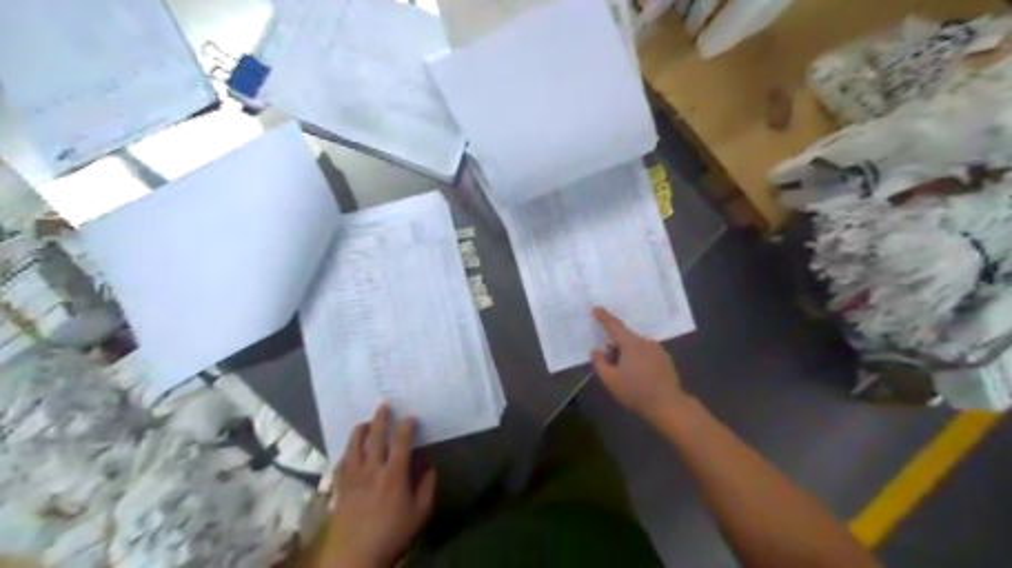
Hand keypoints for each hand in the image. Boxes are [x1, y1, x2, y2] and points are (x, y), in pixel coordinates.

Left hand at [327, 405, 431, 566]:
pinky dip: (347, 451)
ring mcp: (353, 476)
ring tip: (366, 422)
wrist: (354, 555)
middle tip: (384, 404)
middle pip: (376, 436)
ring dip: (361, 430)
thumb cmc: (391, 534)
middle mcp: (372, 469)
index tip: (411, 416)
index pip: (401, 441)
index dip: (407, 426)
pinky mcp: (339, 486)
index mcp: (394, 474)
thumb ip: (426, 487)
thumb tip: (429, 467)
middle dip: (381, 418)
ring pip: (354, 445)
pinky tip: (350, 449)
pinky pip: (341, 461)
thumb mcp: (419, 514)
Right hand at [590, 309, 691, 427]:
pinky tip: (637, 374)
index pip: (614, 325)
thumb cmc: (636, 392)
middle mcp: (645, 342)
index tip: (596, 308)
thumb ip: (600, 362)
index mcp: (631, 343)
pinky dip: (638, 358)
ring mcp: (657, 350)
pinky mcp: (665, 359)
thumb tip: (596, 350)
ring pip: (636, 345)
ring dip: (627, 352)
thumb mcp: (610, 380)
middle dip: (615, 344)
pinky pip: (646, 352)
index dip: (604, 317)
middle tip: (608, 360)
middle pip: (625, 337)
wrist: (668, 405)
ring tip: (623, 371)